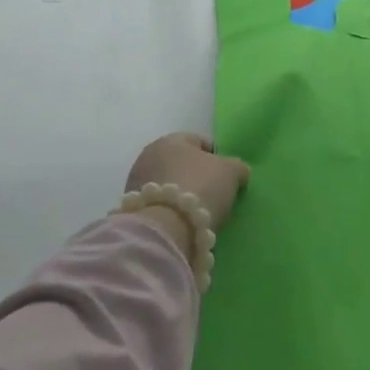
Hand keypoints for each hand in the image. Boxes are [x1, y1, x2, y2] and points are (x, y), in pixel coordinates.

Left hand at [124, 132, 250, 231]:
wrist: (167, 229)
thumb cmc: (201, 187)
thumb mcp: (231, 172)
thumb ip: (237, 167)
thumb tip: (238, 171)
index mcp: (171, 140)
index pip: (198, 141)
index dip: (216, 157)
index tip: (226, 176)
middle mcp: (148, 156)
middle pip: (180, 163)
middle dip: (195, 176)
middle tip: (213, 195)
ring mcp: (135, 184)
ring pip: (167, 184)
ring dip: (180, 195)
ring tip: (198, 213)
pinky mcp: (131, 210)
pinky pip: (158, 206)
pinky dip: (169, 212)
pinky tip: (182, 224)